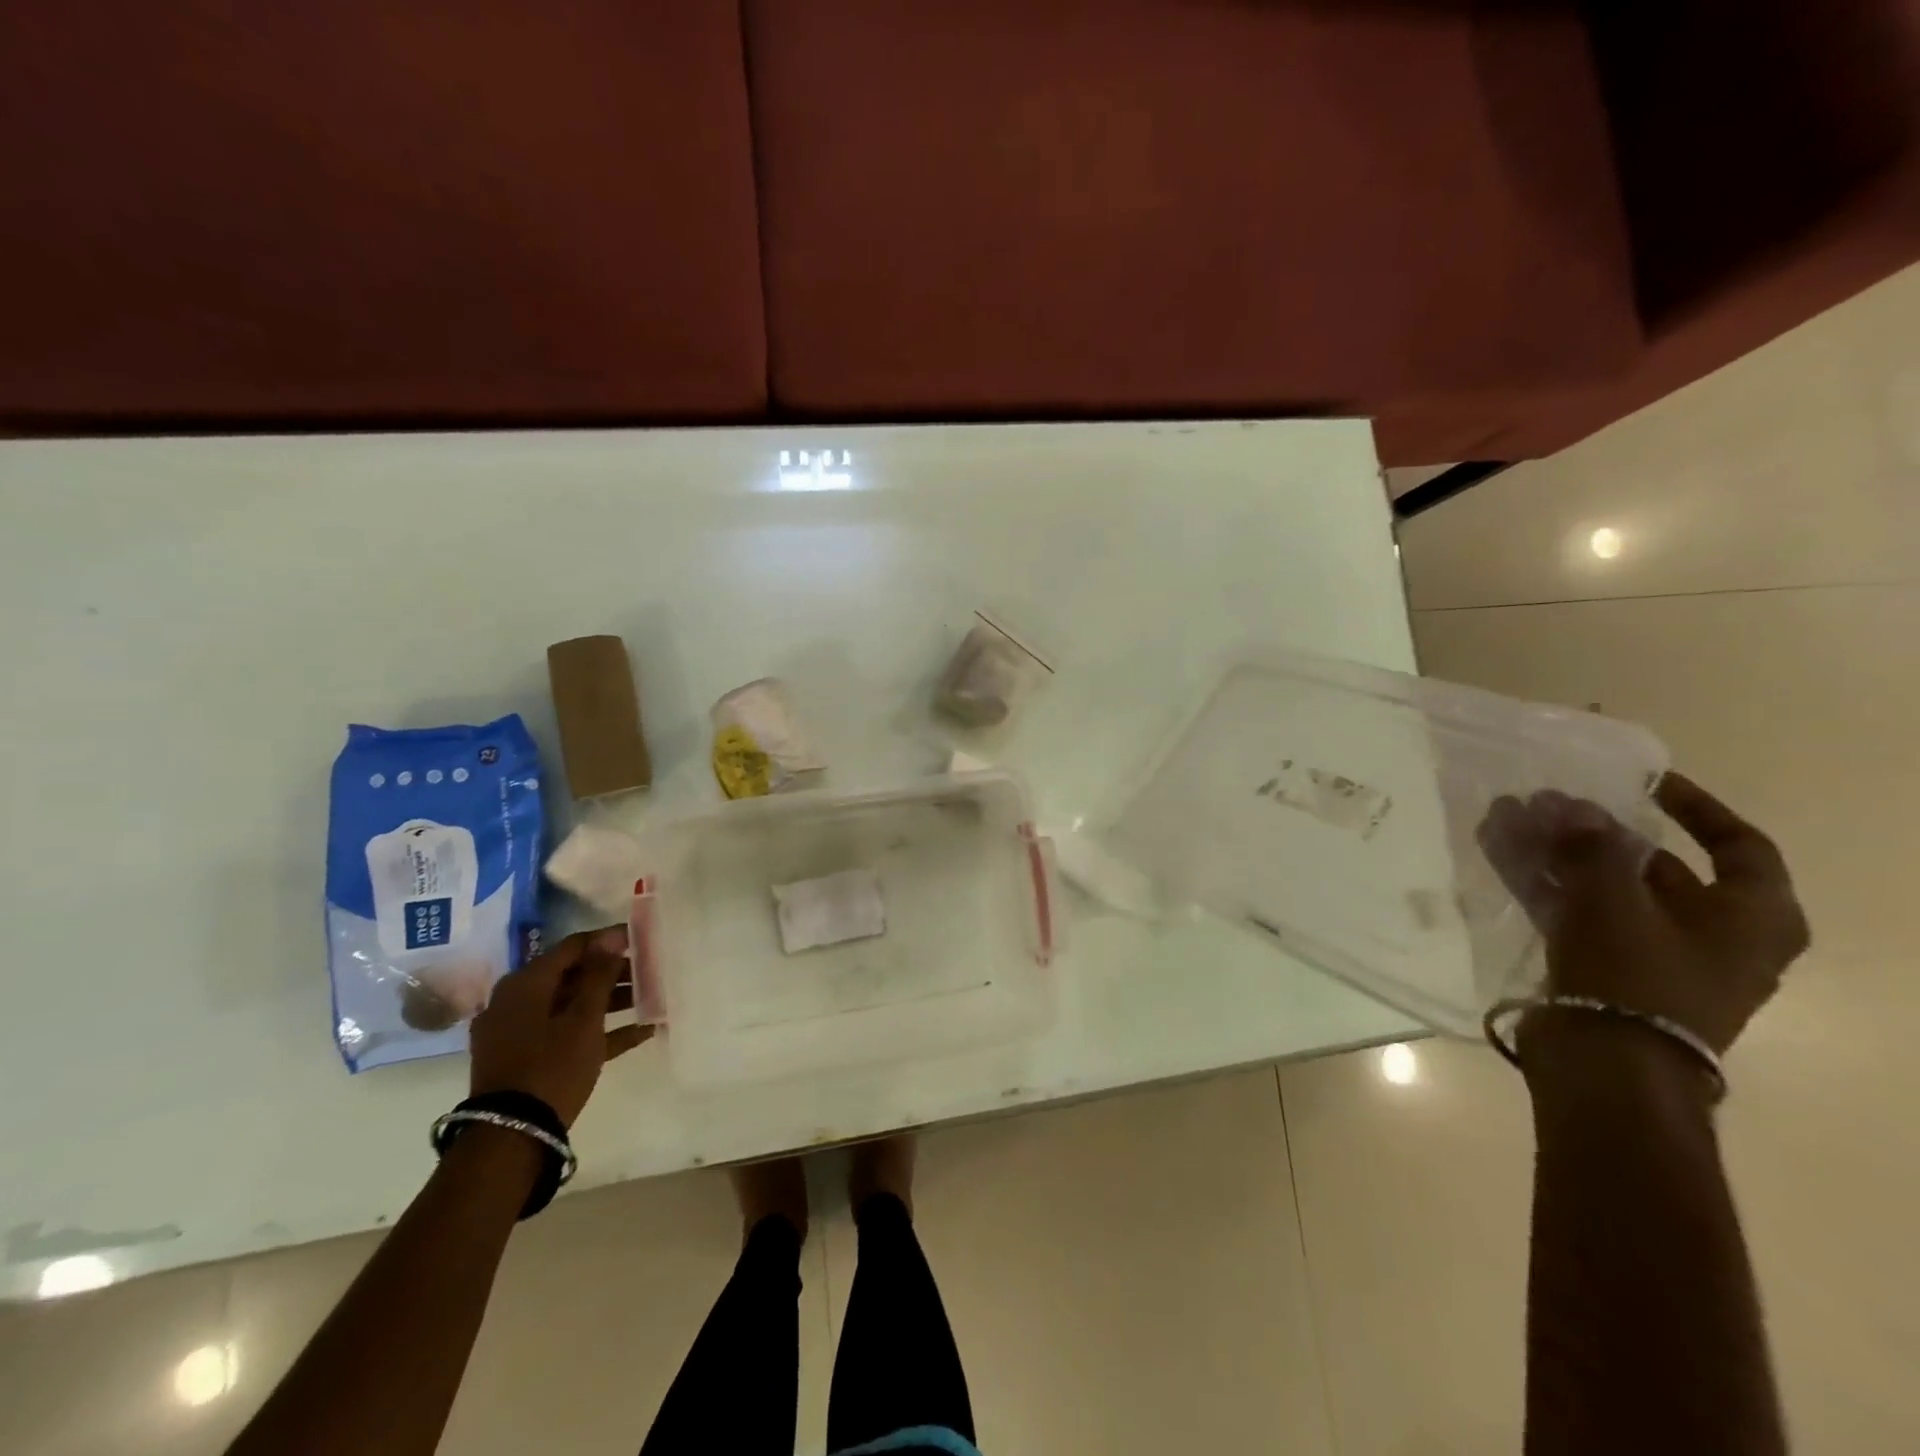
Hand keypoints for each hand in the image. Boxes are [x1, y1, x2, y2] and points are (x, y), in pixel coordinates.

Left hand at [469, 927, 652, 1126]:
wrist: (511, 1138)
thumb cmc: (551, 1067)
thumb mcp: (584, 1019)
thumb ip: (599, 975)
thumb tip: (610, 937)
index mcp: (525, 984)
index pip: (573, 947)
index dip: (609, 940)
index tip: (642, 940)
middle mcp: (515, 1001)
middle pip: (571, 975)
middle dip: (612, 972)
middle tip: (650, 971)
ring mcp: (517, 1031)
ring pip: (569, 1004)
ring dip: (609, 1001)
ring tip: (649, 999)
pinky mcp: (523, 1058)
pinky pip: (564, 1033)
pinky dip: (597, 1030)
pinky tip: (639, 1033)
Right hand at [1478, 773, 1809, 1055]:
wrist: (1606, 1064)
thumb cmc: (1636, 975)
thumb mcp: (1615, 900)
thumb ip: (1592, 846)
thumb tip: (1570, 807)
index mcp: (1751, 918)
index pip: (1738, 846)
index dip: (1694, 808)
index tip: (1643, 782)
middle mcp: (1711, 934)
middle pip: (1654, 866)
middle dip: (1594, 830)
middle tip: (1546, 802)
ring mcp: (1653, 953)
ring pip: (1601, 887)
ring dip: (1554, 851)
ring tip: (1506, 818)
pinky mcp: (1604, 968)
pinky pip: (1573, 911)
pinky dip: (1540, 882)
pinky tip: (1498, 851)